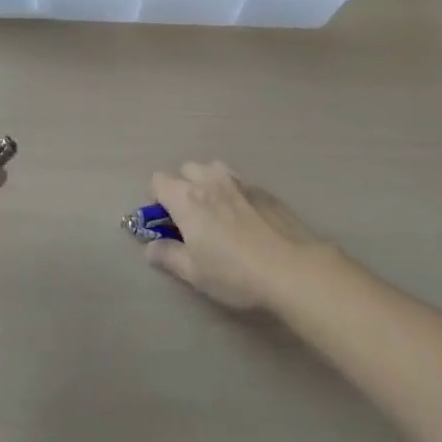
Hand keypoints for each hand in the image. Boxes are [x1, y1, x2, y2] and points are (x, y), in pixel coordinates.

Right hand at [142, 161, 325, 311]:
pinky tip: (245, 219)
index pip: (158, 180)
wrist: (292, 268)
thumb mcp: (194, 273)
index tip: (165, 221)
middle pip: (186, 168)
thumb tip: (150, 248)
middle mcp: (209, 180)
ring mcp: (239, 181)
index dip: (156, 198)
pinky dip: (233, 192)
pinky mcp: (263, 189)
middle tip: (191, 218)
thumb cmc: (234, 273)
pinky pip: (238, 181)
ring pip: (213, 168)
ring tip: (217, 212)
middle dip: (182, 186)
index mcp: (187, 198)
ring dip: (208, 182)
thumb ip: (168, 256)